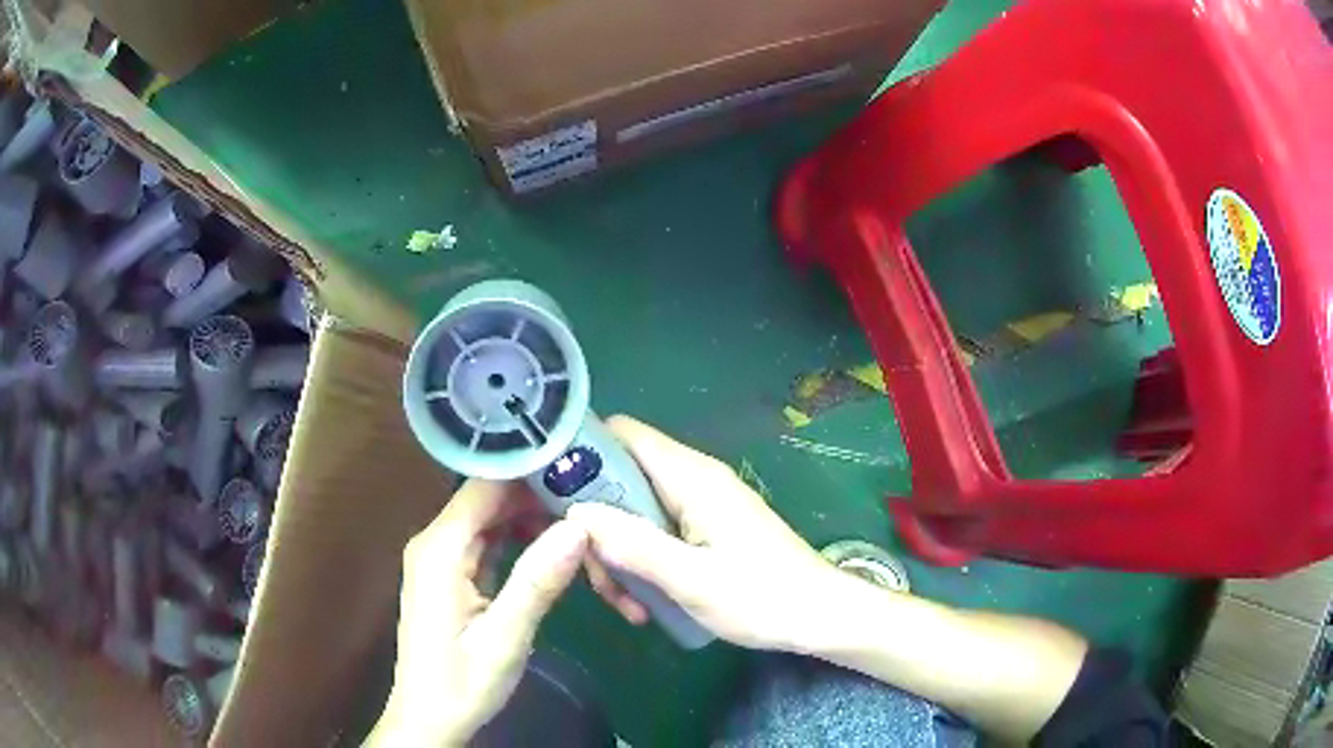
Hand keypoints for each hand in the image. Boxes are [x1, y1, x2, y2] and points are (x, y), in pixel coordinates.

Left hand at [368, 480, 588, 745]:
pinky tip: (550, 545)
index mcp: (441, 549)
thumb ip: (538, 581)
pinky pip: (486, 540)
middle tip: (592, 496)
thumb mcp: (505, 637)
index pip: (486, 486)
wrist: (429, 718)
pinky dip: (518, 538)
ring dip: (530, 516)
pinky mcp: (450, 574)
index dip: (531, 471)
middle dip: (537, 493)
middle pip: (488, 497)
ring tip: (580, 516)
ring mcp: (440, 558)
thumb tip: (579, 526)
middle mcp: (435, 542)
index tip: (580, 466)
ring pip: (489, 517)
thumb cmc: (462, 682)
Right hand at [567, 416, 857, 651]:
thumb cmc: (763, 598)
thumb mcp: (692, 580)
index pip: (622, 435)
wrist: (820, 617)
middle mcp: (692, 480)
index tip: (549, 496)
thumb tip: (576, 514)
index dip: (580, 452)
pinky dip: (641, 562)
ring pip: (633, 512)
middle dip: (598, 526)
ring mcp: (699, 506)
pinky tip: (647, 603)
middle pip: (619, 479)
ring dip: (619, 554)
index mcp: (691, 478)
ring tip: (629, 604)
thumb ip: (634, 545)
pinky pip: (655, 533)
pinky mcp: (705, 529)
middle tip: (598, 577)